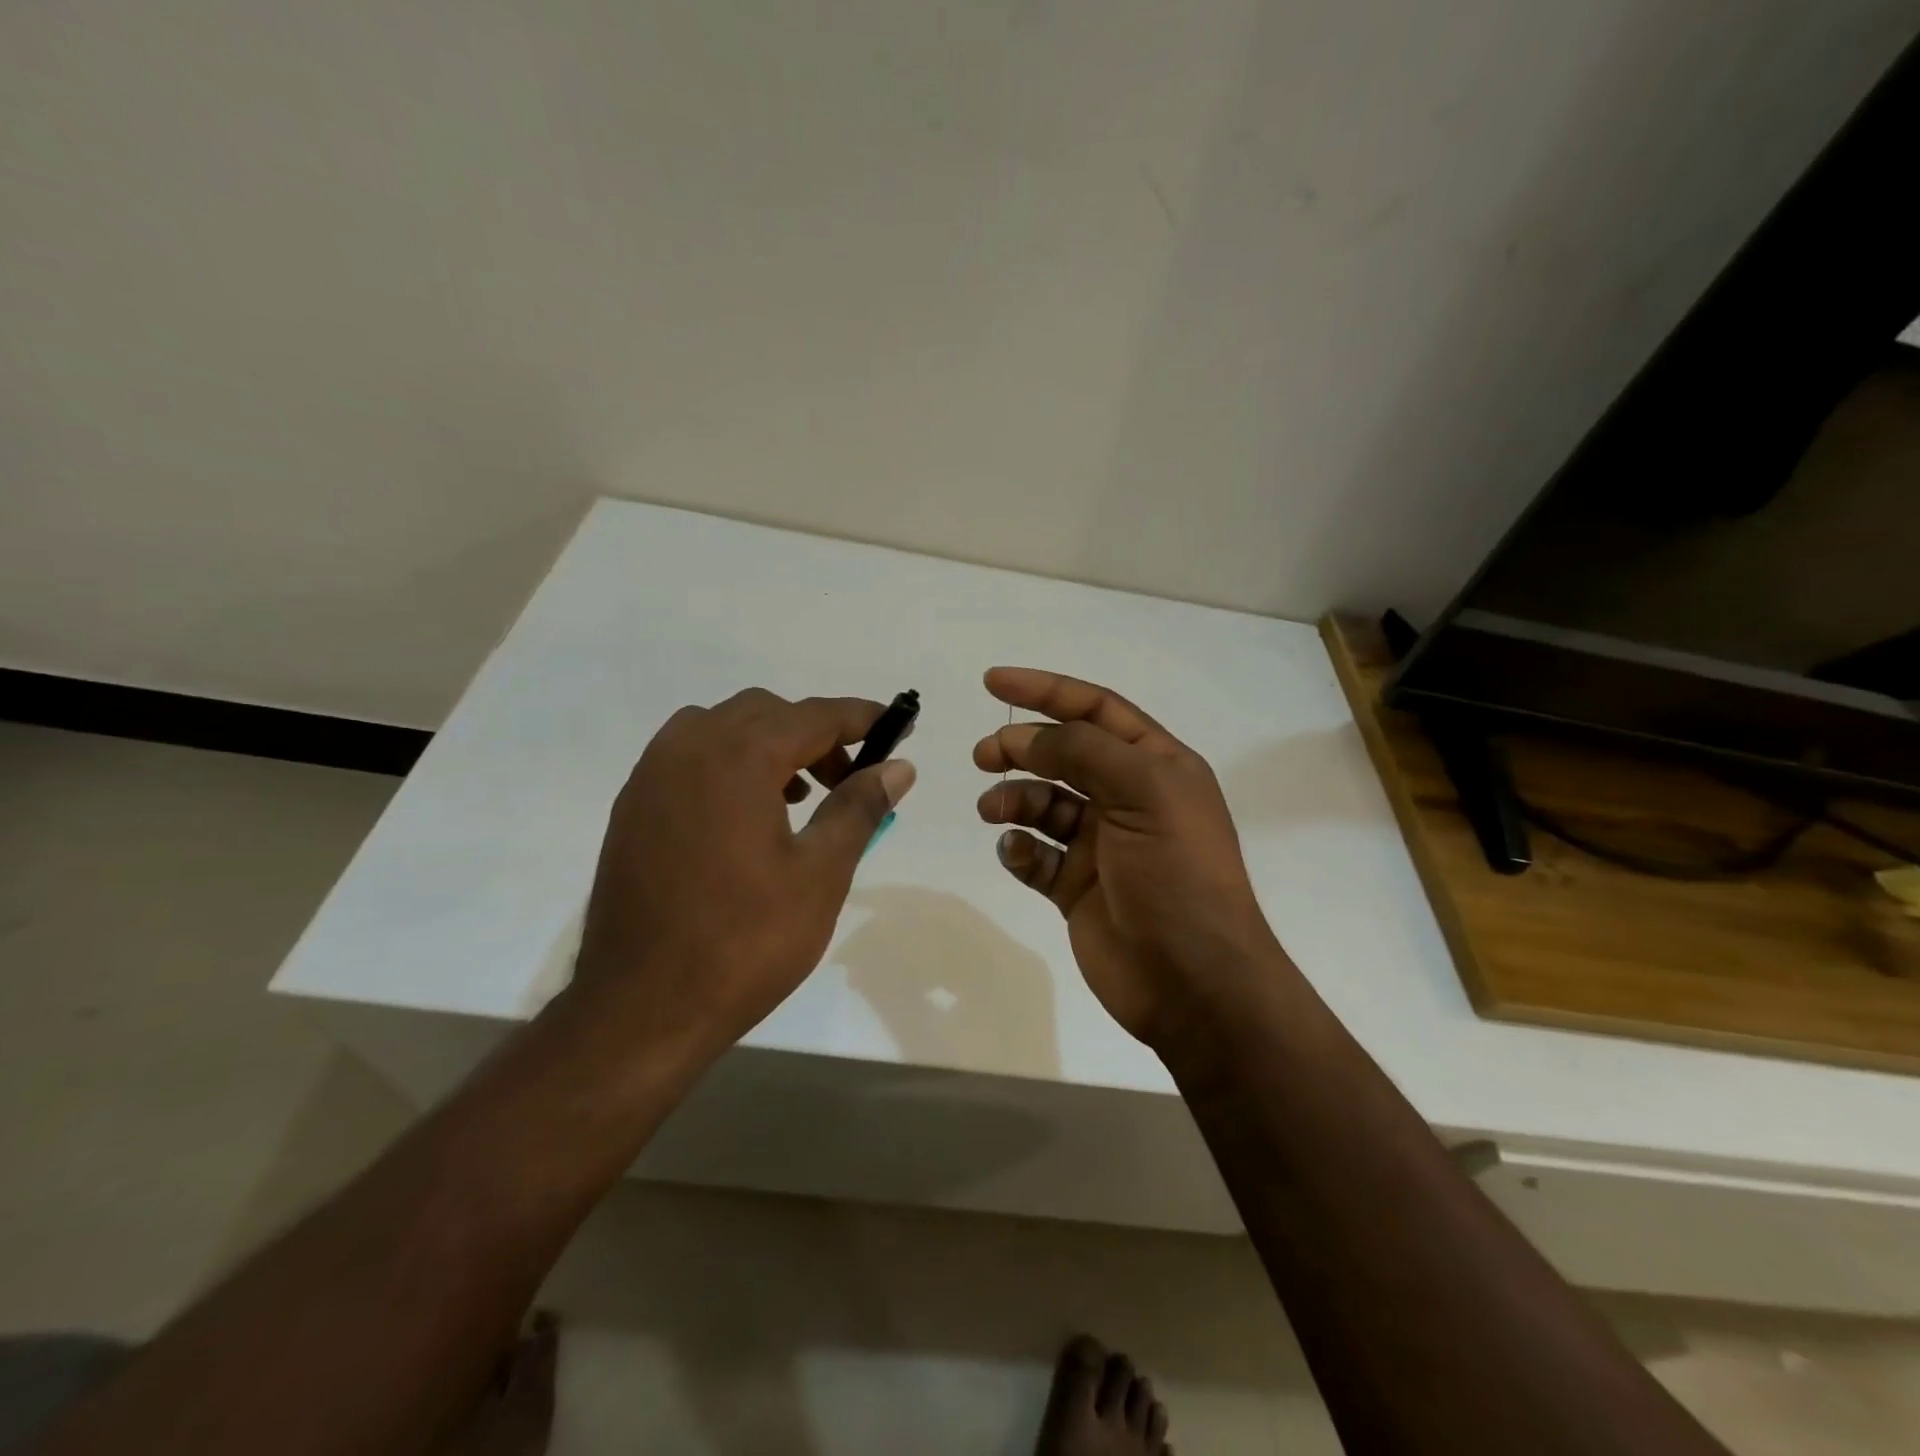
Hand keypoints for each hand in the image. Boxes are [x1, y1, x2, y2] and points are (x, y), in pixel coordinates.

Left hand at [575, 688, 915, 1062]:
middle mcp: (688, 749)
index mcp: (737, 758)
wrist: (641, 1009)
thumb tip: (898, 766)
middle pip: (766, 713)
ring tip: (799, 799)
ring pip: (722, 729)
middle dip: (816, 735)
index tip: (898, 726)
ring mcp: (651, 777)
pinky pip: (689, 757)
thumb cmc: (745, 941)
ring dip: (769, 746)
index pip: (813, 716)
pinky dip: (729, 764)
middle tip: (849, 779)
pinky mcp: (632, 808)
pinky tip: (747, 818)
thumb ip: (858, 807)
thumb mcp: (820, 874)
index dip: (862, 718)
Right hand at [974, 668, 1283, 1047]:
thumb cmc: (1178, 876)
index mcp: (1156, 766)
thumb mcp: (1145, 794)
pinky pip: (1036, 855)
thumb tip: (1026, 736)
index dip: (1046, 690)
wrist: (1195, 984)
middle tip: (984, 756)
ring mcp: (1101, 844)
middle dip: (1021, 747)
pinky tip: (1018, 853)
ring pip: (1044, 803)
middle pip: (1063, 754)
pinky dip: (1020, 848)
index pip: (1096, 709)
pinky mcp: (1076, 887)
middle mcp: (1129, 798)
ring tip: (993, 810)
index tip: (993, 682)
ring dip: (1015, 799)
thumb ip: (1084, 752)